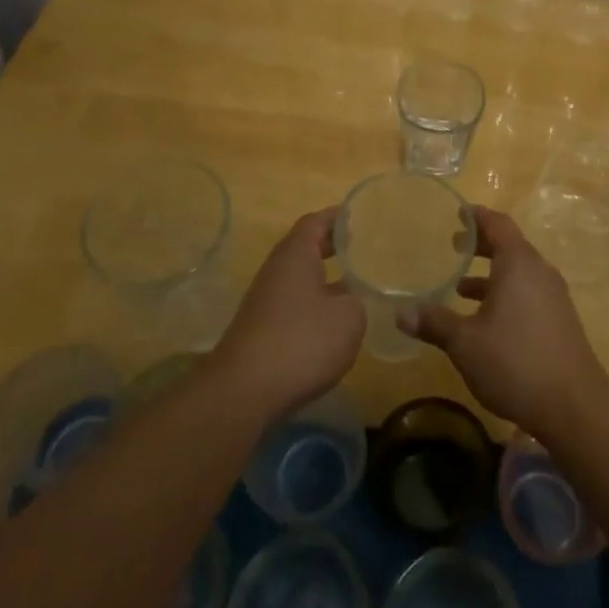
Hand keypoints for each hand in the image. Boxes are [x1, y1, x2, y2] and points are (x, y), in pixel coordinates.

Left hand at [210, 207, 363, 422]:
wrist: (245, 390)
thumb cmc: (302, 341)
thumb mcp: (349, 318)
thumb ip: (356, 301)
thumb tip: (349, 301)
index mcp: (296, 254)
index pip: (316, 221)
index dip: (338, 217)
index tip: (360, 216)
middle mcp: (277, 270)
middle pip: (305, 247)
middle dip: (333, 247)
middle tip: (363, 249)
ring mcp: (266, 300)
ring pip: (300, 278)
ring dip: (325, 278)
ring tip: (356, 285)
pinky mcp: (262, 329)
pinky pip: (294, 304)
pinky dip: (314, 304)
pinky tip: (334, 323)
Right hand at [399, 206, 608, 440]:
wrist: (575, 406)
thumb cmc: (515, 362)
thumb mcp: (465, 343)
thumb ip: (434, 323)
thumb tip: (400, 313)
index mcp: (519, 264)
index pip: (498, 224)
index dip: (477, 216)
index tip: (457, 213)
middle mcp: (539, 272)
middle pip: (510, 245)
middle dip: (481, 244)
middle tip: (453, 245)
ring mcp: (553, 297)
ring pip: (519, 272)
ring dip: (491, 274)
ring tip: (460, 286)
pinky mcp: (559, 320)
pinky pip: (528, 292)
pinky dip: (505, 294)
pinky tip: (485, 320)